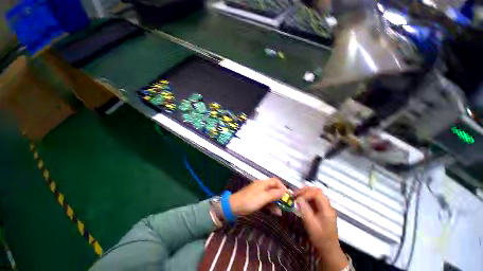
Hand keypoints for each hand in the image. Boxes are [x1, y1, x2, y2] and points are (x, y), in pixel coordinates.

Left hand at [229, 178, 286, 216]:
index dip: (282, 187)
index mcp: (263, 183)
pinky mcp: (256, 199)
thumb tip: (284, 191)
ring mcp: (259, 193)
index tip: (288, 195)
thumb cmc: (250, 200)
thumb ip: (275, 194)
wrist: (235, 206)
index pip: (276, 181)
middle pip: (274, 189)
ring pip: (270, 196)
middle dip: (280, 196)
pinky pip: (266, 201)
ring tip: (281, 211)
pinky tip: (275, 213)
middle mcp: (262, 186)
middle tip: (286, 204)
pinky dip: (271, 206)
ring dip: (276, 202)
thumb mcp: (264, 197)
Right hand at [295, 187, 347, 270]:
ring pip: (316, 194)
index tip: (298, 198)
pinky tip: (301, 200)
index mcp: (327, 209)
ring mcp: (326, 207)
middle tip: (296, 194)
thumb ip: (304, 210)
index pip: (317, 193)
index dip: (306, 193)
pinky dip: (307, 197)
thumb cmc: (320, 238)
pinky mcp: (323, 210)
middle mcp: (328, 206)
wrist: (329, 249)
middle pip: (317, 191)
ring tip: (297, 195)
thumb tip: (298, 198)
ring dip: (306, 193)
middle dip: (305, 190)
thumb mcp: (311, 225)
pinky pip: (315, 199)